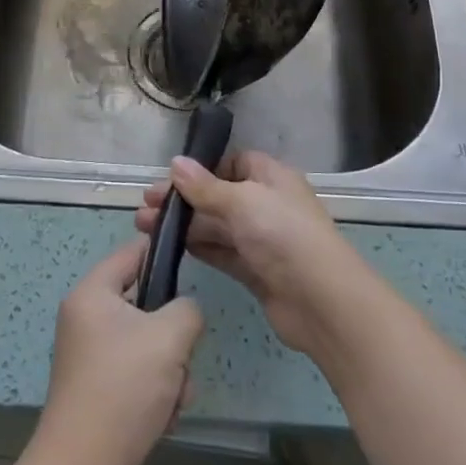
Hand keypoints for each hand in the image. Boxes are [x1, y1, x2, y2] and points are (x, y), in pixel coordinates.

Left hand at [28, 237, 203, 464]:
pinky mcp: (100, 394)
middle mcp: (87, 320)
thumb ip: (187, 309)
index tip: (192, 264)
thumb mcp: (168, 337)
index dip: (163, 253)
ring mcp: (91, 359)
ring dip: (170, 371)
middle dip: (172, 333)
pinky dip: (157, 394)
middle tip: (181, 353)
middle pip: (145, 304)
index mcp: (92, 294)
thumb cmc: (122, 389)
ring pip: (148, 345)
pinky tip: (163, 419)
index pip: (132, 253)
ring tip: (173, 396)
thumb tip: (185, 313)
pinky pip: (139, 377)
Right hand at [135, 150, 367, 356]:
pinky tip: (170, 248)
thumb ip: (205, 187)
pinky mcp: (256, 272)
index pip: (233, 163)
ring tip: (143, 228)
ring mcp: (262, 240)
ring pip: (216, 226)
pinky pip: (221, 253)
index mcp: (270, 177)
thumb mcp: (241, 202)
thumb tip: (175, 163)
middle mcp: (266, 204)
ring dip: (184, 225)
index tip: (171, 178)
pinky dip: (198, 248)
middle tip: (144, 206)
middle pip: (218, 196)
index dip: (203, 168)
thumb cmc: (283, 235)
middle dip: (184, 200)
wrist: (321, 302)